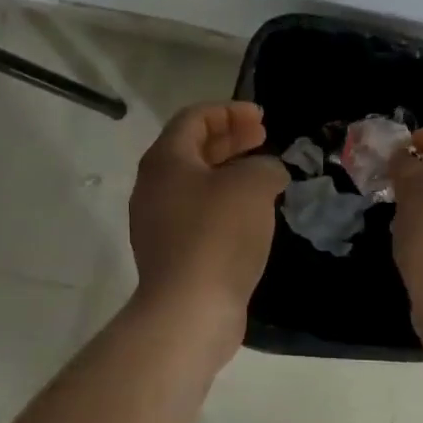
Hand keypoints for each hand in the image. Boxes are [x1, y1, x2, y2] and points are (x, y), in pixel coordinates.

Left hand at [129, 102, 287, 343]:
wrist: (189, 311)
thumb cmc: (218, 234)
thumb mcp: (252, 186)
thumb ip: (265, 167)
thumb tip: (268, 172)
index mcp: (166, 160)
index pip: (194, 118)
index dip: (229, 111)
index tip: (261, 118)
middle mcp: (155, 186)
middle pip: (193, 148)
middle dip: (230, 138)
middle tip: (263, 138)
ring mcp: (159, 222)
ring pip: (197, 182)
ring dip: (229, 171)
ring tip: (263, 174)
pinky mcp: (172, 252)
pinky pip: (199, 212)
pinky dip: (225, 202)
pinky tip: (253, 213)